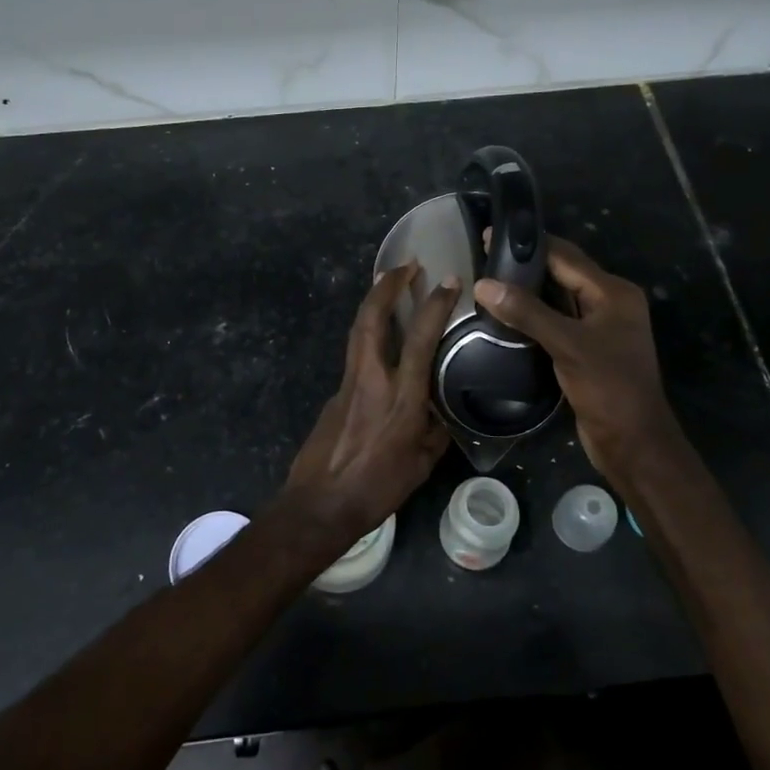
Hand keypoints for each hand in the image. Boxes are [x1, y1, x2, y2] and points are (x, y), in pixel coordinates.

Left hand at [279, 262, 459, 551]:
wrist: (320, 504)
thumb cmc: (378, 488)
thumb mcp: (423, 464)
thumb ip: (435, 431)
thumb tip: (442, 413)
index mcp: (401, 397)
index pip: (420, 339)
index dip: (434, 305)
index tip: (448, 280)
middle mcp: (372, 379)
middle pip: (372, 318)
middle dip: (387, 286)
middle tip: (405, 265)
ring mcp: (348, 382)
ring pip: (358, 329)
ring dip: (374, 302)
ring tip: (390, 286)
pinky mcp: (335, 392)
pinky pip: (355, 352)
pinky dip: (368, 332)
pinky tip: (381, 338)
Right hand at [473, 237, 685, 487]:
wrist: (632, 442)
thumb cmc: (608, 387)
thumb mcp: (567, 344)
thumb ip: (527, 312)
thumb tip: (483, 284)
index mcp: (613, 293)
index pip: (566, 256)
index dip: (529, 245)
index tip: (491, 235)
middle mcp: (609, 303)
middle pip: (562, 273)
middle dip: (526, 265)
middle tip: (484, 256)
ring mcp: (599, 327)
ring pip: (558, 298)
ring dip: (528, 290)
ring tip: (488, 280)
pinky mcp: (587, 349)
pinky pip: (556, 321)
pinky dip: (533, 314)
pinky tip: (505, 314)